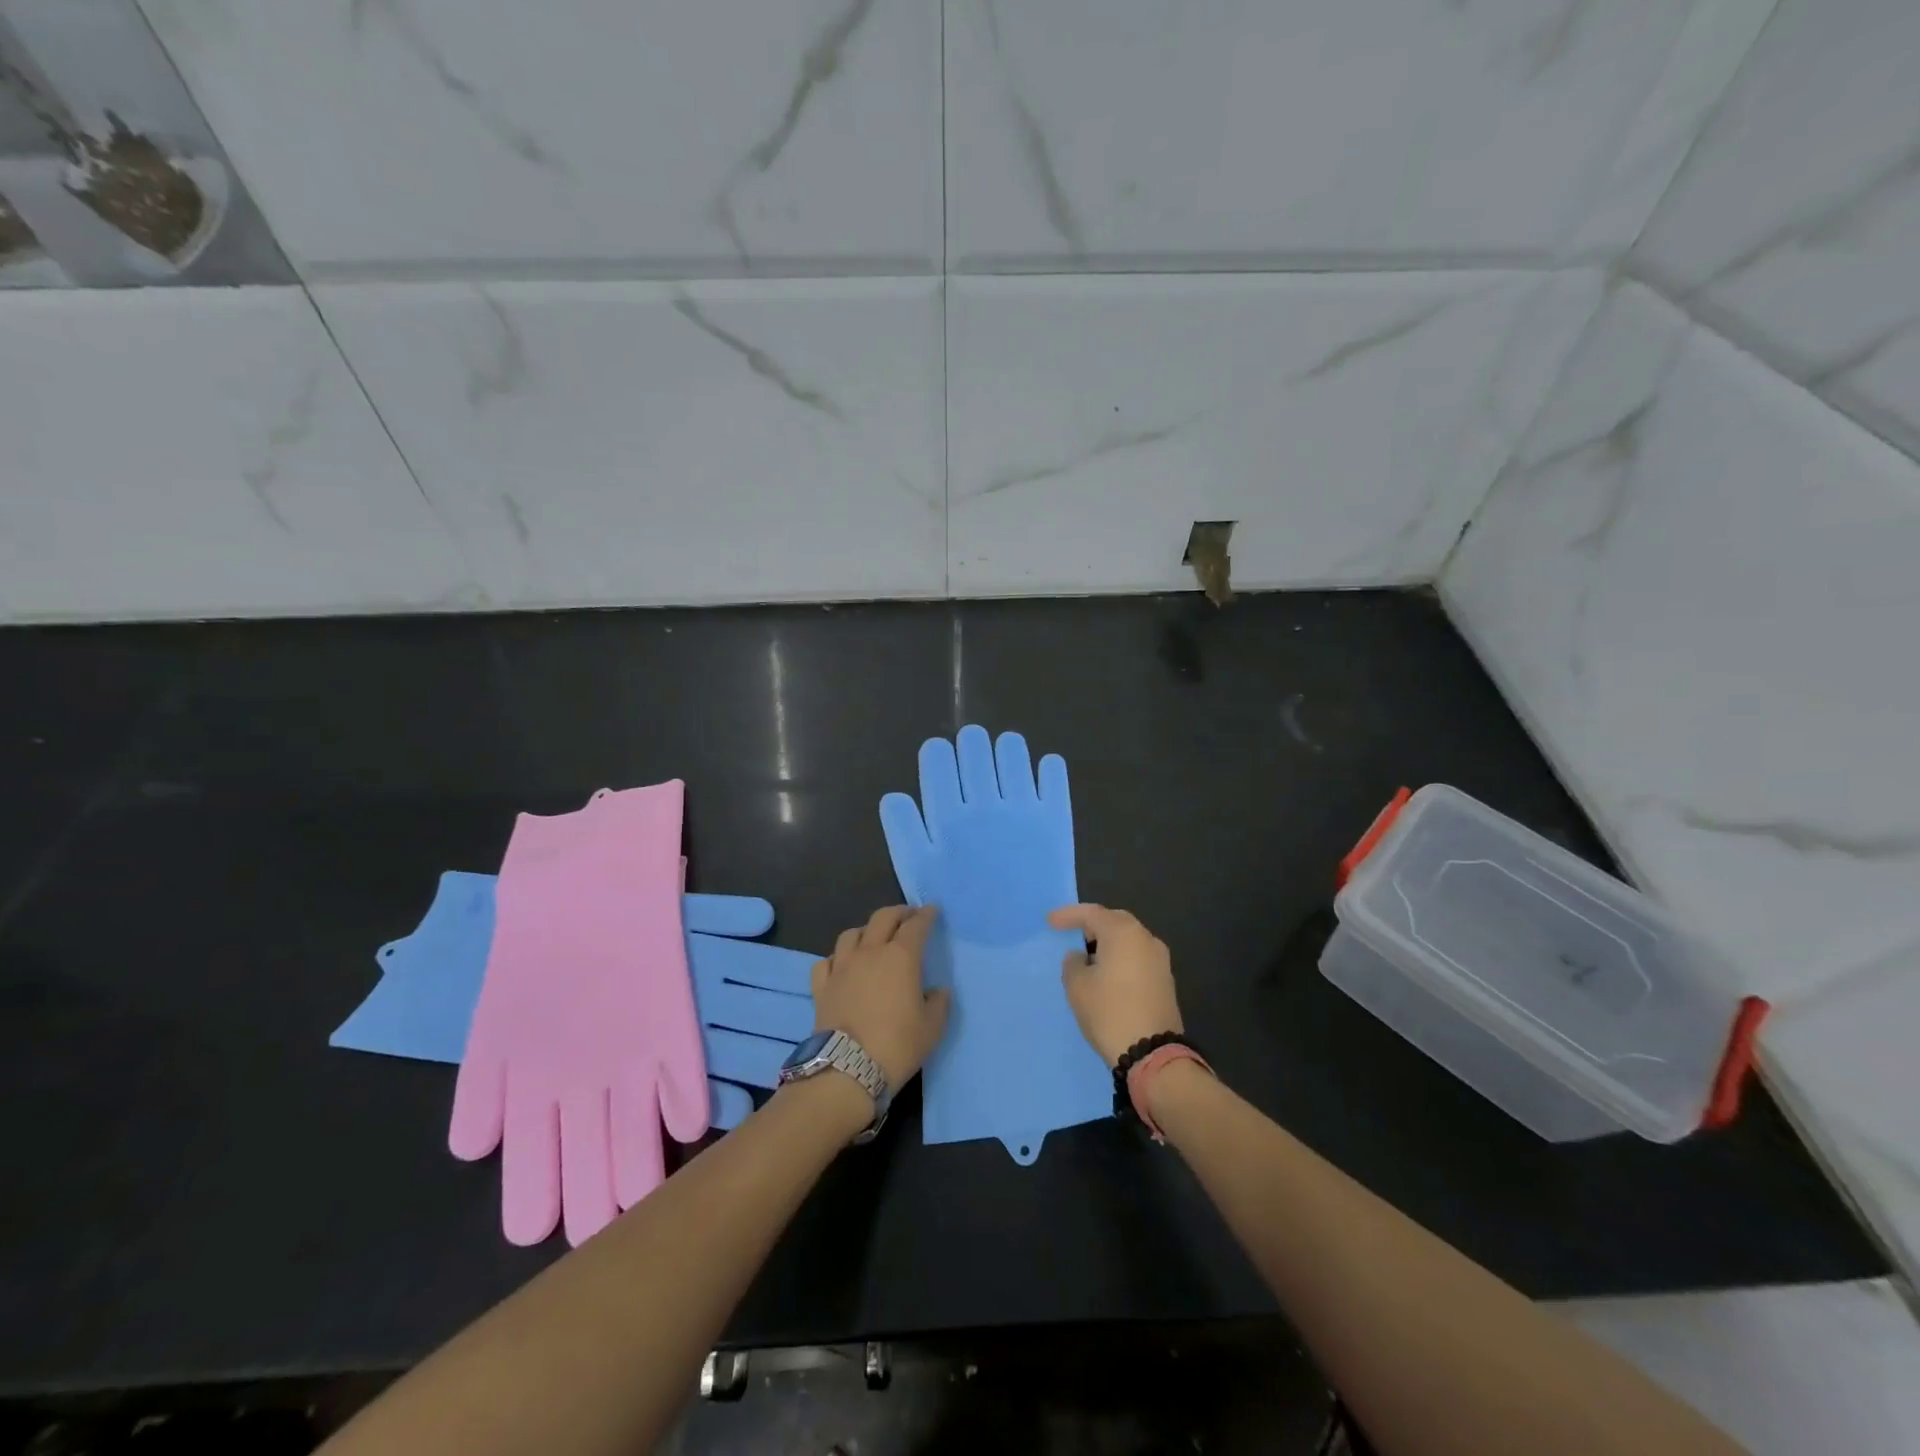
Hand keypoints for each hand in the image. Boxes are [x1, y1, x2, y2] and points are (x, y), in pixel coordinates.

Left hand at [810, 906, 951, 1091]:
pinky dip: (837, 957)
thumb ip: (938, 1003)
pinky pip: (827, 960)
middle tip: (908, 916)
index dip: (926, 915)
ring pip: (851, 934)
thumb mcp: (932, 1027)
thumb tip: (937, 991)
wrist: (848, 1069)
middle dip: (898, 913)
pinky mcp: (821, 986)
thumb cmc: (897, 1045)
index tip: (932, 910)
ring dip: (866, 930)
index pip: (916, 926)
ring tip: (873, 938)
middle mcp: (870, 953)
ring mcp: (842, 967)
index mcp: (900, 957)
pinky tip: (842, 964)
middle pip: (882, 918)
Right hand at [1050, 904, 1182, 1064]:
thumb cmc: (1109, 1012)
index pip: (1092, 913)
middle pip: (1115, 921)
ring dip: (1108, 944)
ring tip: (1088, 958)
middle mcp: (1146, 939)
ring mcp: (1160, 960)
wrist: (1153, 1054)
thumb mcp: (1077, 987)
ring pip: (1129, 940)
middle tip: (1073, 935)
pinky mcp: (1165, 980)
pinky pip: (1137, 957)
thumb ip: (1073, 964)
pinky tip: (1108, 974)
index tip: (1050, 922)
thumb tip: (1080, 957)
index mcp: (1123, 933)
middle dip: (1092, 926)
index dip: (1069, 916)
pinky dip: (1121, 959)